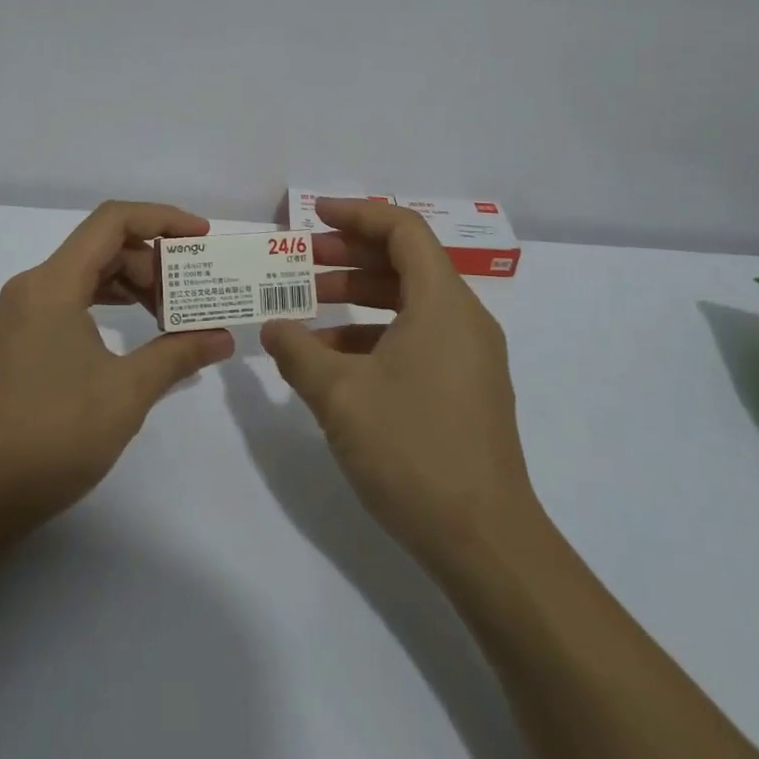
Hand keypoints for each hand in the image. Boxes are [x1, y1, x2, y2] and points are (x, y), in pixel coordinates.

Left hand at [0, 201, 234, 530]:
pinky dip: (110, 305)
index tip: (203, 238)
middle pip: (103, 246)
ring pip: (88, 273)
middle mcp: (35, 286)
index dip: (163, 219)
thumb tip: (222, 338)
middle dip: (154, 261)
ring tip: (173, 313)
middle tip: (193, 292)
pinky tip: (138, 331)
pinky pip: (74, 300)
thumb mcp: (126, 393)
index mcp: (54, 283)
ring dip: (134, 284)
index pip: (113, 220)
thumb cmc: (51, 435)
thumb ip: (177, 354)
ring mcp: (24, 313)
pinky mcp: (23, 339)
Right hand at [263, 199, 538, 577]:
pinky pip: (417, 337)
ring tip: (307, 310)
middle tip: (301, 264)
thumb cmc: (413, 451)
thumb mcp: (340, 395)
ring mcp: (470, 357)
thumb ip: (297, 352)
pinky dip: (374, 334)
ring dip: (358, 298)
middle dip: (349, 256)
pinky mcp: (466, 389)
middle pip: (405, 262)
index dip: (357, 214)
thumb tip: (273, 327)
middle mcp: (464, 319)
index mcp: (443, 303)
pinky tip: (333, 362)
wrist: (485, 544)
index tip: (313, 218)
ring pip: (409, 302)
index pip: (403, 230)